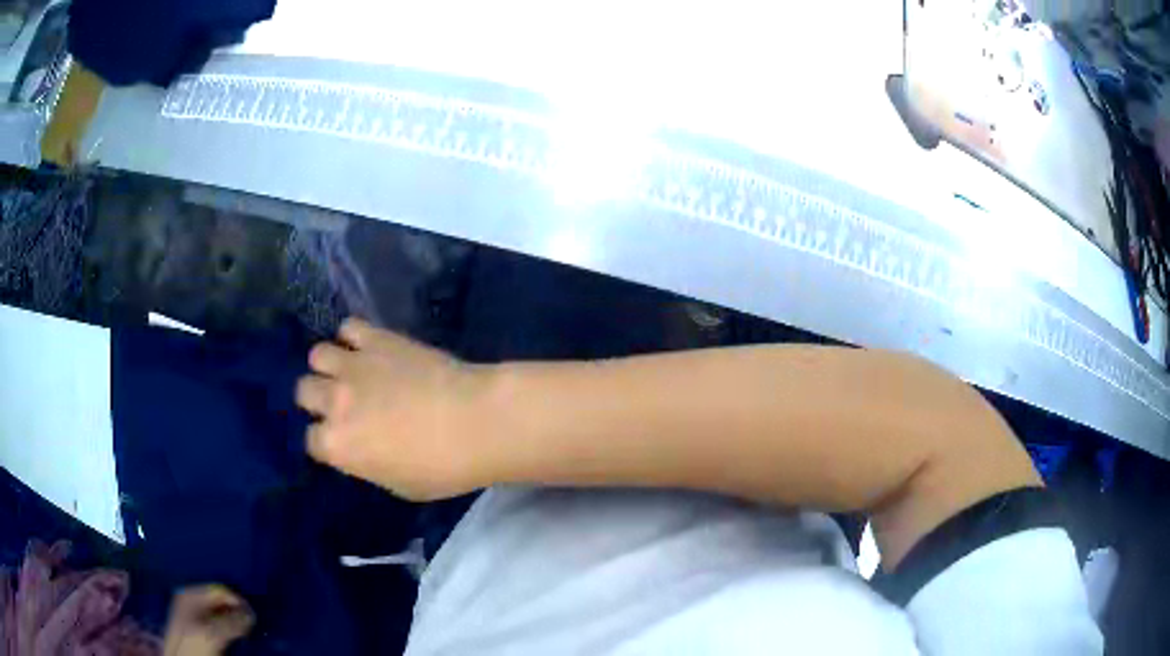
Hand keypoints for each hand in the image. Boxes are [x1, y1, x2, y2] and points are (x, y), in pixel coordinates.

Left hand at [163, 586, 253, 655]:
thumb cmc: (193, 644)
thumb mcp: (214, 633)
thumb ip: (232, 622)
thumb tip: (251, 614)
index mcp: (190, 594)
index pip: (219, 590)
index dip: (237, 601)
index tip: (253, 616)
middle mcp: (190, 600)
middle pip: (218, 601)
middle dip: (235, 611)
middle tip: (250, 625)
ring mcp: (192, 614)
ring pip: (218, 613)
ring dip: (232, 621)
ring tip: (244, 632)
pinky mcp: (195, 627)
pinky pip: (215, 622)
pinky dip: (226, 628)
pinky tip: (233, 637)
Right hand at [296, 319, 489, 499]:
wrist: (476, 422)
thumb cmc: (443, 468)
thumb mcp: (398, 485)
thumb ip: (367, 463)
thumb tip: (361, 449)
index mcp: (337, 445)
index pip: (312, 440)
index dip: (327, 441)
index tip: (342, 441)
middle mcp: (335, 402)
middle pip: (304, 391)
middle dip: (318, 399)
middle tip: (343, 403)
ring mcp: (354, 366)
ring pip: (318, 354)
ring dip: (329, 364)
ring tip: (351, 371)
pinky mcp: (378, 339)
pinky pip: (350, 327)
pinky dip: (354, 336)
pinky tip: (369, 347)